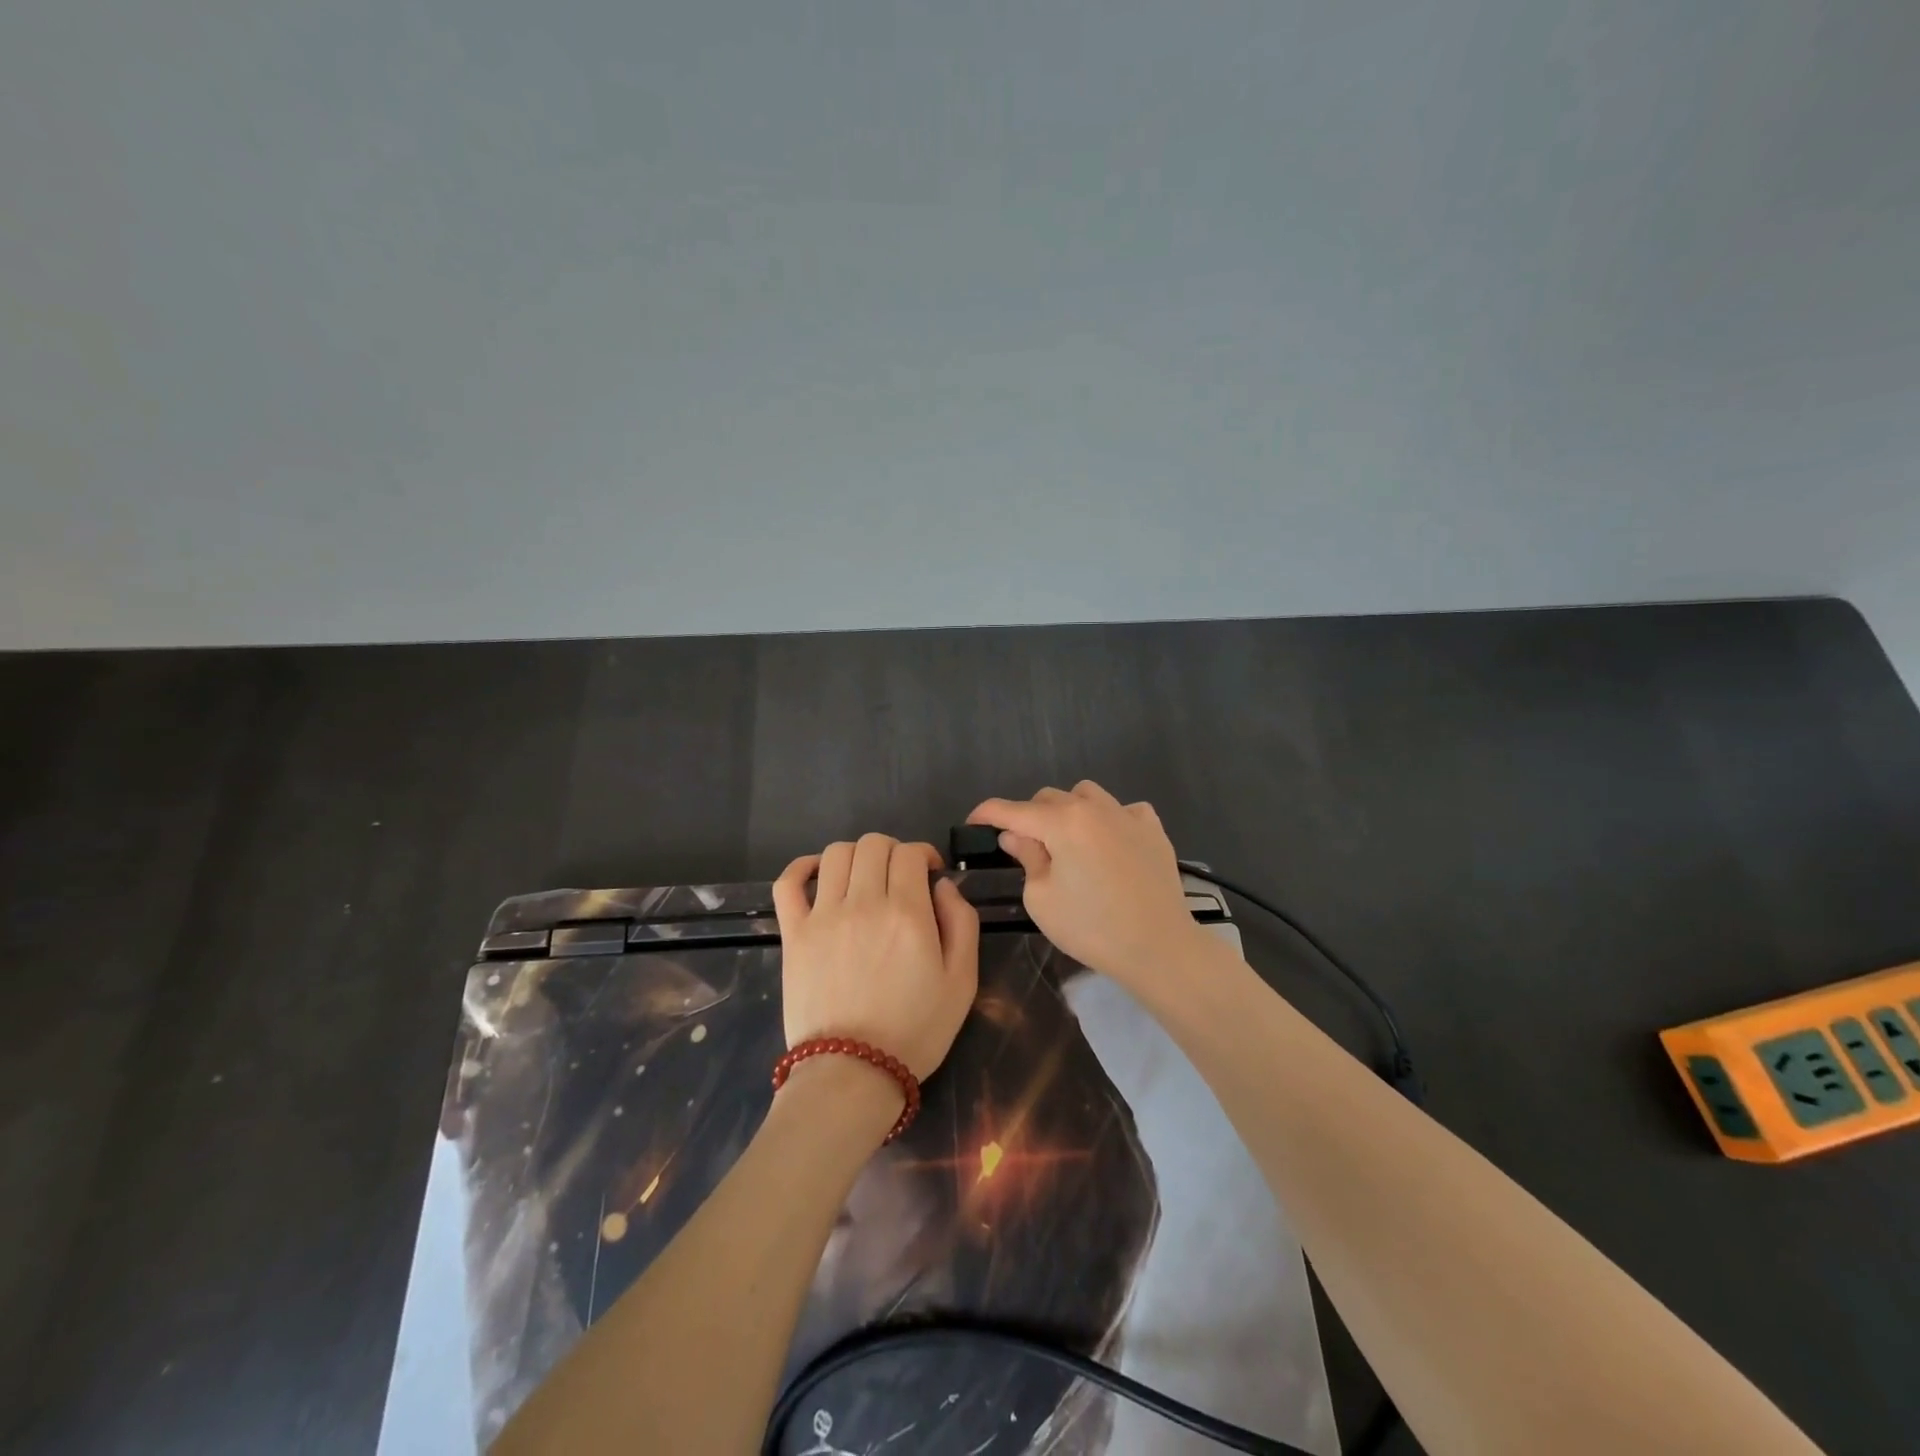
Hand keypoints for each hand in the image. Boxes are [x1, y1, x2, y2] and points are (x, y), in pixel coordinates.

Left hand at [772, 834, 979, 1080]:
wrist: (853, 1074)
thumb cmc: (916, 1031)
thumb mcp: (962, 982)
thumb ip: (962, 923)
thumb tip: (943, 886)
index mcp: (907, 913)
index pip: (910, 853)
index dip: (923, 854)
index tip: (929, 873)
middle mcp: (863, 903)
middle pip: (873, 844)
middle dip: (893, 851)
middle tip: (900, 877)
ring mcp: (823, 916)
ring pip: (836, 853)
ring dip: (856, 855)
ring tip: (865, 878)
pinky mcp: (793, 933)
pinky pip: (788, 882)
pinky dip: (802, 867)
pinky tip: (818, 874)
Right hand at [968, 781, 1201, 989]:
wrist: (1159, 947)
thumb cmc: (1091, 928)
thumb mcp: (1042, 898)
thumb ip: (1027, 858)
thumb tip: (1016, 835)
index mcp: (1062, 822)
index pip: (1012, 810)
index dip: (987, 813)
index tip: (973, 821)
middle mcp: (1094, 807)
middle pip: (1048, 798)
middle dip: (1029, 817)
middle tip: (1025, 849)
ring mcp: (1127, 815)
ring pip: (1086, 795)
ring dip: (1068, 812)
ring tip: (1069, 843)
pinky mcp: (1153, 829)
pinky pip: (1123, 810)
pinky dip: (1109, 820)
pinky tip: (1110, 845)